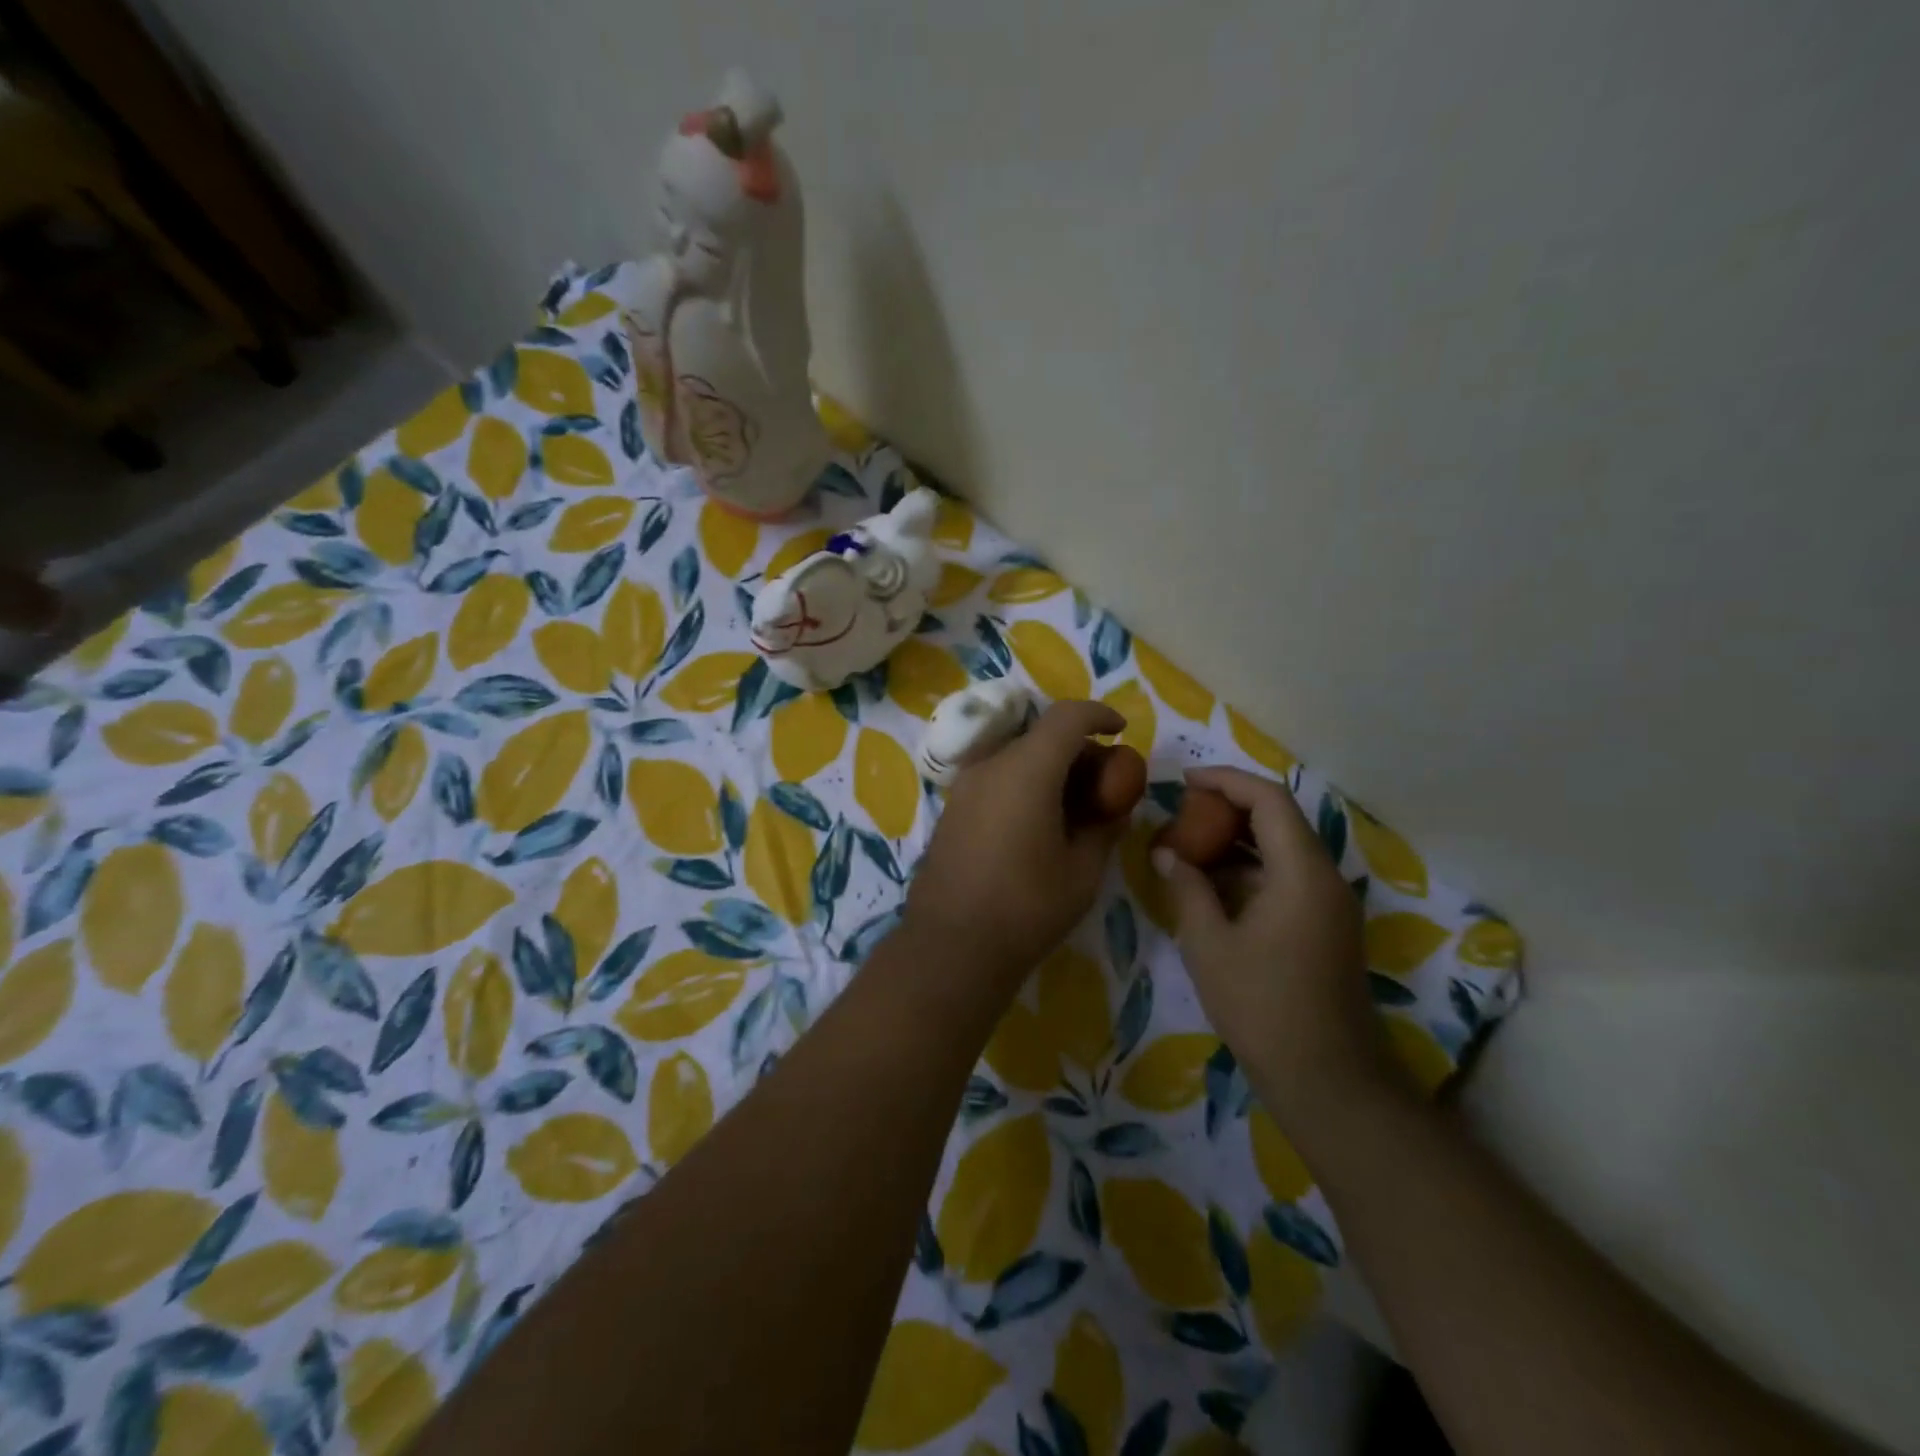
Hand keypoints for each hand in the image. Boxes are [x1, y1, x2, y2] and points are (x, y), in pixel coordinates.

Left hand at [906, 700, 1129, 987]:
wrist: (950, 946)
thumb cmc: (1026, 908)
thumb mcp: (1083, 871)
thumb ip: (1104, 827)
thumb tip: (1114, 807)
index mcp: (1026, 770)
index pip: (1066, 716)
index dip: (1098, 715)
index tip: (1121, 730)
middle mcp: (990, 766)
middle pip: (1041, 736)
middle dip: (1078, 749)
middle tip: (1105, 784)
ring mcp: (965, 787)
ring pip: (1017, 757)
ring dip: (1050, 769)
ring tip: (1076, 807)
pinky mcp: (953, 809)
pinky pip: (997, 779)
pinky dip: (1025, 784)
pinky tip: (1040, 823)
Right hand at [1154, 767, 1401, 1131]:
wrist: (1326, 1080)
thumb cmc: (1262, 1006)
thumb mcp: (1209, 944)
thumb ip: (1187, 888)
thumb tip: (1167, 854)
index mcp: (1302, 873)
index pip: (1268, 800)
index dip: (1225, 780)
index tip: (1184, 781)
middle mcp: (1325, 878)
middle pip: (1279, 819)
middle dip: (1228, 809)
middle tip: (1180, 814)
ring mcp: (1329, 905)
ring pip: (1282, 850)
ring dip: (1236, 841)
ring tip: (1187, 846)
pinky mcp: (1325, 928)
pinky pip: (1286, 879)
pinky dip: (1248, 871)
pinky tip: (1211, 887)